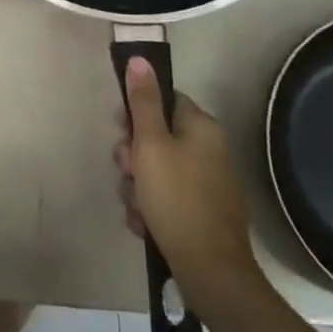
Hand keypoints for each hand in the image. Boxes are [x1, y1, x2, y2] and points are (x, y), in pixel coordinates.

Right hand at [115, 56, 258, 308]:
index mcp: (201, 128)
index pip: (164, 100)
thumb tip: (139, 59)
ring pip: (156, 171)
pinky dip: (151, 209)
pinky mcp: (203, 214)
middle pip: (157, 137)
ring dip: (137, 187)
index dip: (137, 113)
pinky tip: (145, 224)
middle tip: (127, 172)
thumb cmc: (176, 199)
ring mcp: (208, 184)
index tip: (121, 131)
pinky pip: (166, 199)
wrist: (211, 273)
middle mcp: (209, 151)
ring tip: (137, 207)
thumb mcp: (150, 145)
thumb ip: (142, 102)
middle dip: (133, 156)